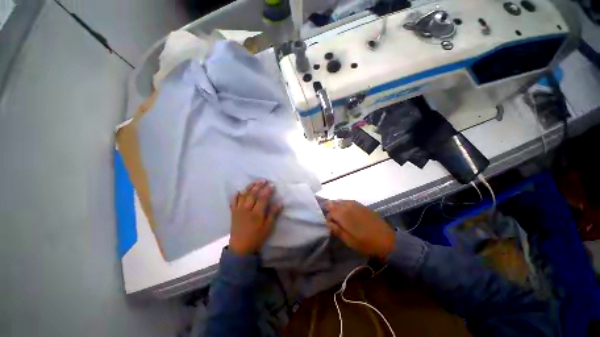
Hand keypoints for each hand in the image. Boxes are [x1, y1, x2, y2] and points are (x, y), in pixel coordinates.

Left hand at [229, 180, 283, 254]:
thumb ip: (273, 214)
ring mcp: (238, 211)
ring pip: (243, 196)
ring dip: (249, 187)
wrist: (240, 249)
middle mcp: (246, 210)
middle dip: (258, 186)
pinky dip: (236, 195)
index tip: (272, 185)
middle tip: (263, 180)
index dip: (267, 191)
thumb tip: (279, 203)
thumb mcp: (268, 228)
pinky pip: (233, 202)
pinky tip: (239, 191)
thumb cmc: (256, 238)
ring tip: (254, 182)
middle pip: (252, 195)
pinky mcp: (233, 213)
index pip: (262, 199)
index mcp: (256, 214)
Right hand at [326, 200, 395, 259]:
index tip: (330, 224)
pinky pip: (349, 201)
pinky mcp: (362, 206)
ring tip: (335, 210)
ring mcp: (356, 205)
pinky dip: (344, 203)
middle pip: (335, 204)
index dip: (328, 218)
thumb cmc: (366, 243)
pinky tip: (345, 207)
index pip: (330, 212)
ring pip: (341, 201)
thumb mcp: (349, 240)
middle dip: (330, 208)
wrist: (386, 239)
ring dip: (336, 204)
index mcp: (343, 215)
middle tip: (330, 215)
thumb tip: (328, 223)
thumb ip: (337, 230)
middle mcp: (348, 207)